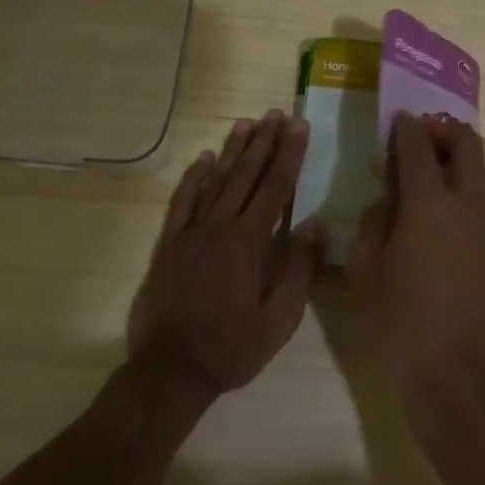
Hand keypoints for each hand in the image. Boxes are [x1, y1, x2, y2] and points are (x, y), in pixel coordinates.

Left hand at [127, 110, 321, 402]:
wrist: (170, 371)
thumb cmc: (232, 348)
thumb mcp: (280, 320)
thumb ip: (299, 270)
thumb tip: (316, 226)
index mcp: (249, 243)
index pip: (275, 188)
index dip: (289, 155)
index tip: (299, 127)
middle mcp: (219, 228)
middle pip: (246, 175)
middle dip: (264, 142)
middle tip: (276, 113)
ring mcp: (190, 233)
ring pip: (215, 181)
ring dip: (232, 150)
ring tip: (246, 123)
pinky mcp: (168, 244)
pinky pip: (182, 202)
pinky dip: (193, 178)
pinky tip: (204, 159)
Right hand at [348, 114, 484, 431]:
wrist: (460, 377)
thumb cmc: (400, 324)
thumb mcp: (365, 269)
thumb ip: (375, 220)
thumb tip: (389, 197)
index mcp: (429, 203)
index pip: (419, 145)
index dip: (406, 127)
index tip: (397, 121)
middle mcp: (469, 203)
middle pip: (467, 144)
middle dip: (443, 132)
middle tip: (420, 142)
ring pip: (482, 172)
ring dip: (458, 162)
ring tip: (431, 177)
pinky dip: (467, 192)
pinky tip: (445, 218)